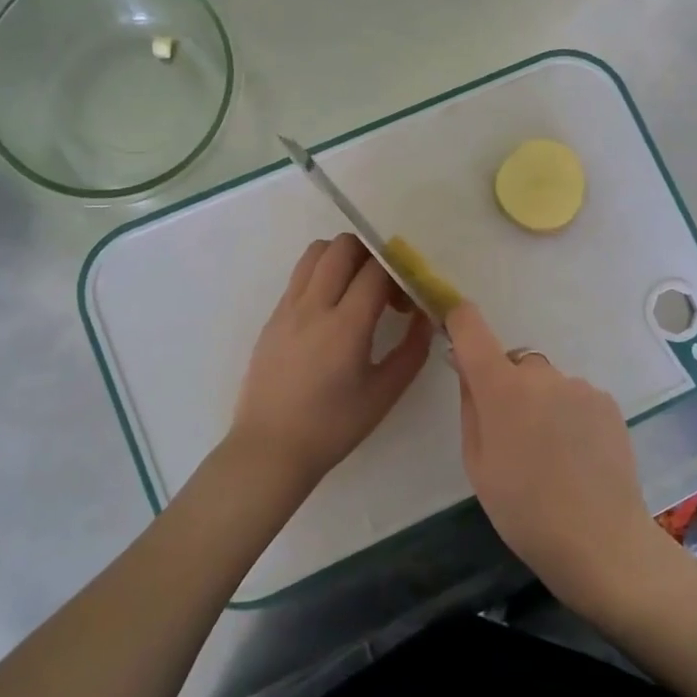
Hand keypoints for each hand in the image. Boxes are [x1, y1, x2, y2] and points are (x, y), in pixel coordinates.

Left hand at [228, 234, 434, 497]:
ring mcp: (287, 308)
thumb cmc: (332, 427)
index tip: (407, 298)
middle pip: (343, 246)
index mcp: (346, 325)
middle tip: (384, 287)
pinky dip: (321, 276)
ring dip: (342, 258)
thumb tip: (425, 317)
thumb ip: (412, 350)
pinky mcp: (272, 318)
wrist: (270, 449)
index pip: (377, 269)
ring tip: (356, 290)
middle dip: (372, 254)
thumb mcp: (384, 394)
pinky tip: (331, 311)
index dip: (400, 273)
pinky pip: (299, 276)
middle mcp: (313, 306)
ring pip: (315, 253)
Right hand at [446, 302, 674, 608]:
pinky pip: (575, 398)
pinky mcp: (607, 402)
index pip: (472, 327)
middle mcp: (542, 374)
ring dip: (542, 404)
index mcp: (502, 387)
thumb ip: (470, 406)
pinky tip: (577, 457)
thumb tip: (467, 368)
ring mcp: (580, 386)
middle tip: (512, 436)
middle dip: (508, 387)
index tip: (452, 323)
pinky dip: (569, 416)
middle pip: (515, 365)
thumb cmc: (524, 510)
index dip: (458, 318)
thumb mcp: (477, 464)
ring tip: (552, 456)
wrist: (601, 541)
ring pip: (547, 384)